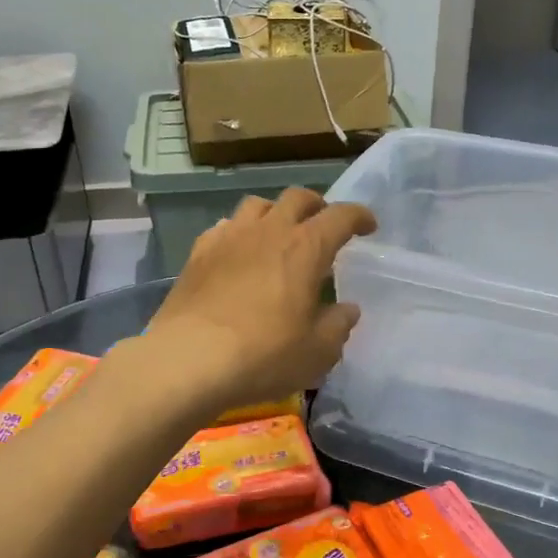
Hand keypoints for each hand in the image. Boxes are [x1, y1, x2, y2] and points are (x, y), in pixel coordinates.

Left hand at [142, 188, 375, 414]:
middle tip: (323, 225)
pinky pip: (225, 227)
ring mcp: (229, 238)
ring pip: (257, 205)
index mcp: (306, 248)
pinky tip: (238, 253)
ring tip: (279, 234)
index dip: (359, 216)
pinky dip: (240, 232)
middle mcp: (269, 231)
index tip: (368, 227)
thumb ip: (337, 326)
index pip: (340, 216)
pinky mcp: (198, 253)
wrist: (189, 360)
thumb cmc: (264, 355)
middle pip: (297, 198)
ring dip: (275, 213)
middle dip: (316, 206)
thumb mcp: (317, 352)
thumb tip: (347, 310)